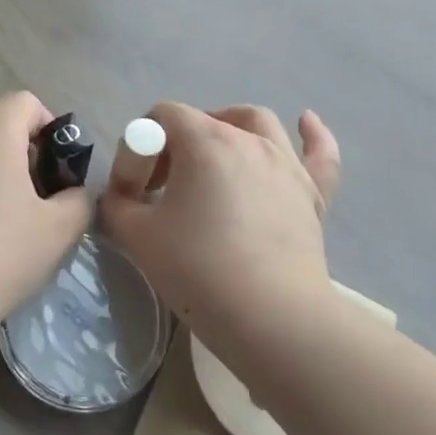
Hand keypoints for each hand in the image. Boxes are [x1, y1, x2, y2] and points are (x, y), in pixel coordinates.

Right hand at [99, 102, 343, 373]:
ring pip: (257, 123)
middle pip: (205, 119)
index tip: (136, 188)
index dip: (141, 146)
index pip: (162, 116)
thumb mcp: (135, 235)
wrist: (272, 318)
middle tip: (165, 185)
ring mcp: (286, 164)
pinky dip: (312, 136)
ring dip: (230, 128)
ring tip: (216, 152)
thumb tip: (120, 195)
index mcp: (204, 141)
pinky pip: (318, 153)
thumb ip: (117, 203)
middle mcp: (248, 140)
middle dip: (177, 143)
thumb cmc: (198, 269)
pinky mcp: (313, 194)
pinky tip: (306, 122)